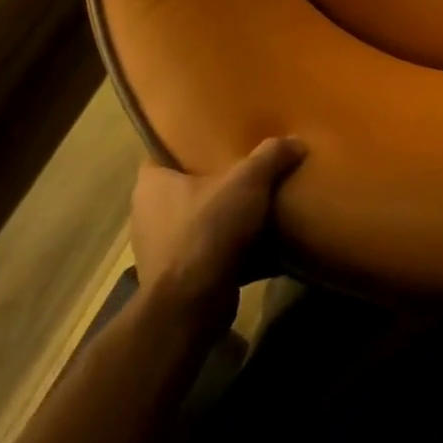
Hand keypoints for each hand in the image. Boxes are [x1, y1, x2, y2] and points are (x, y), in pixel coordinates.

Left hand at [131, 138, 306, 311]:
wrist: (192, 308)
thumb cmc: (208, 230)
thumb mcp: (248, 181)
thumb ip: (271, 155)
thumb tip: (296, 141)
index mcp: (151, 185)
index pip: (163, 151)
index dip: (187, 141)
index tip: (215, 134)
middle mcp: (146, 215)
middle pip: (182, 185)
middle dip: (210, 178)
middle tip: (242, 162)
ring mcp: (158, 250)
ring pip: (192, 219)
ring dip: (217, 214)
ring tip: (251, 199)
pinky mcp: (175, 279)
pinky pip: (202, 249)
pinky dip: (222, 244)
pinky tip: (250, 237)